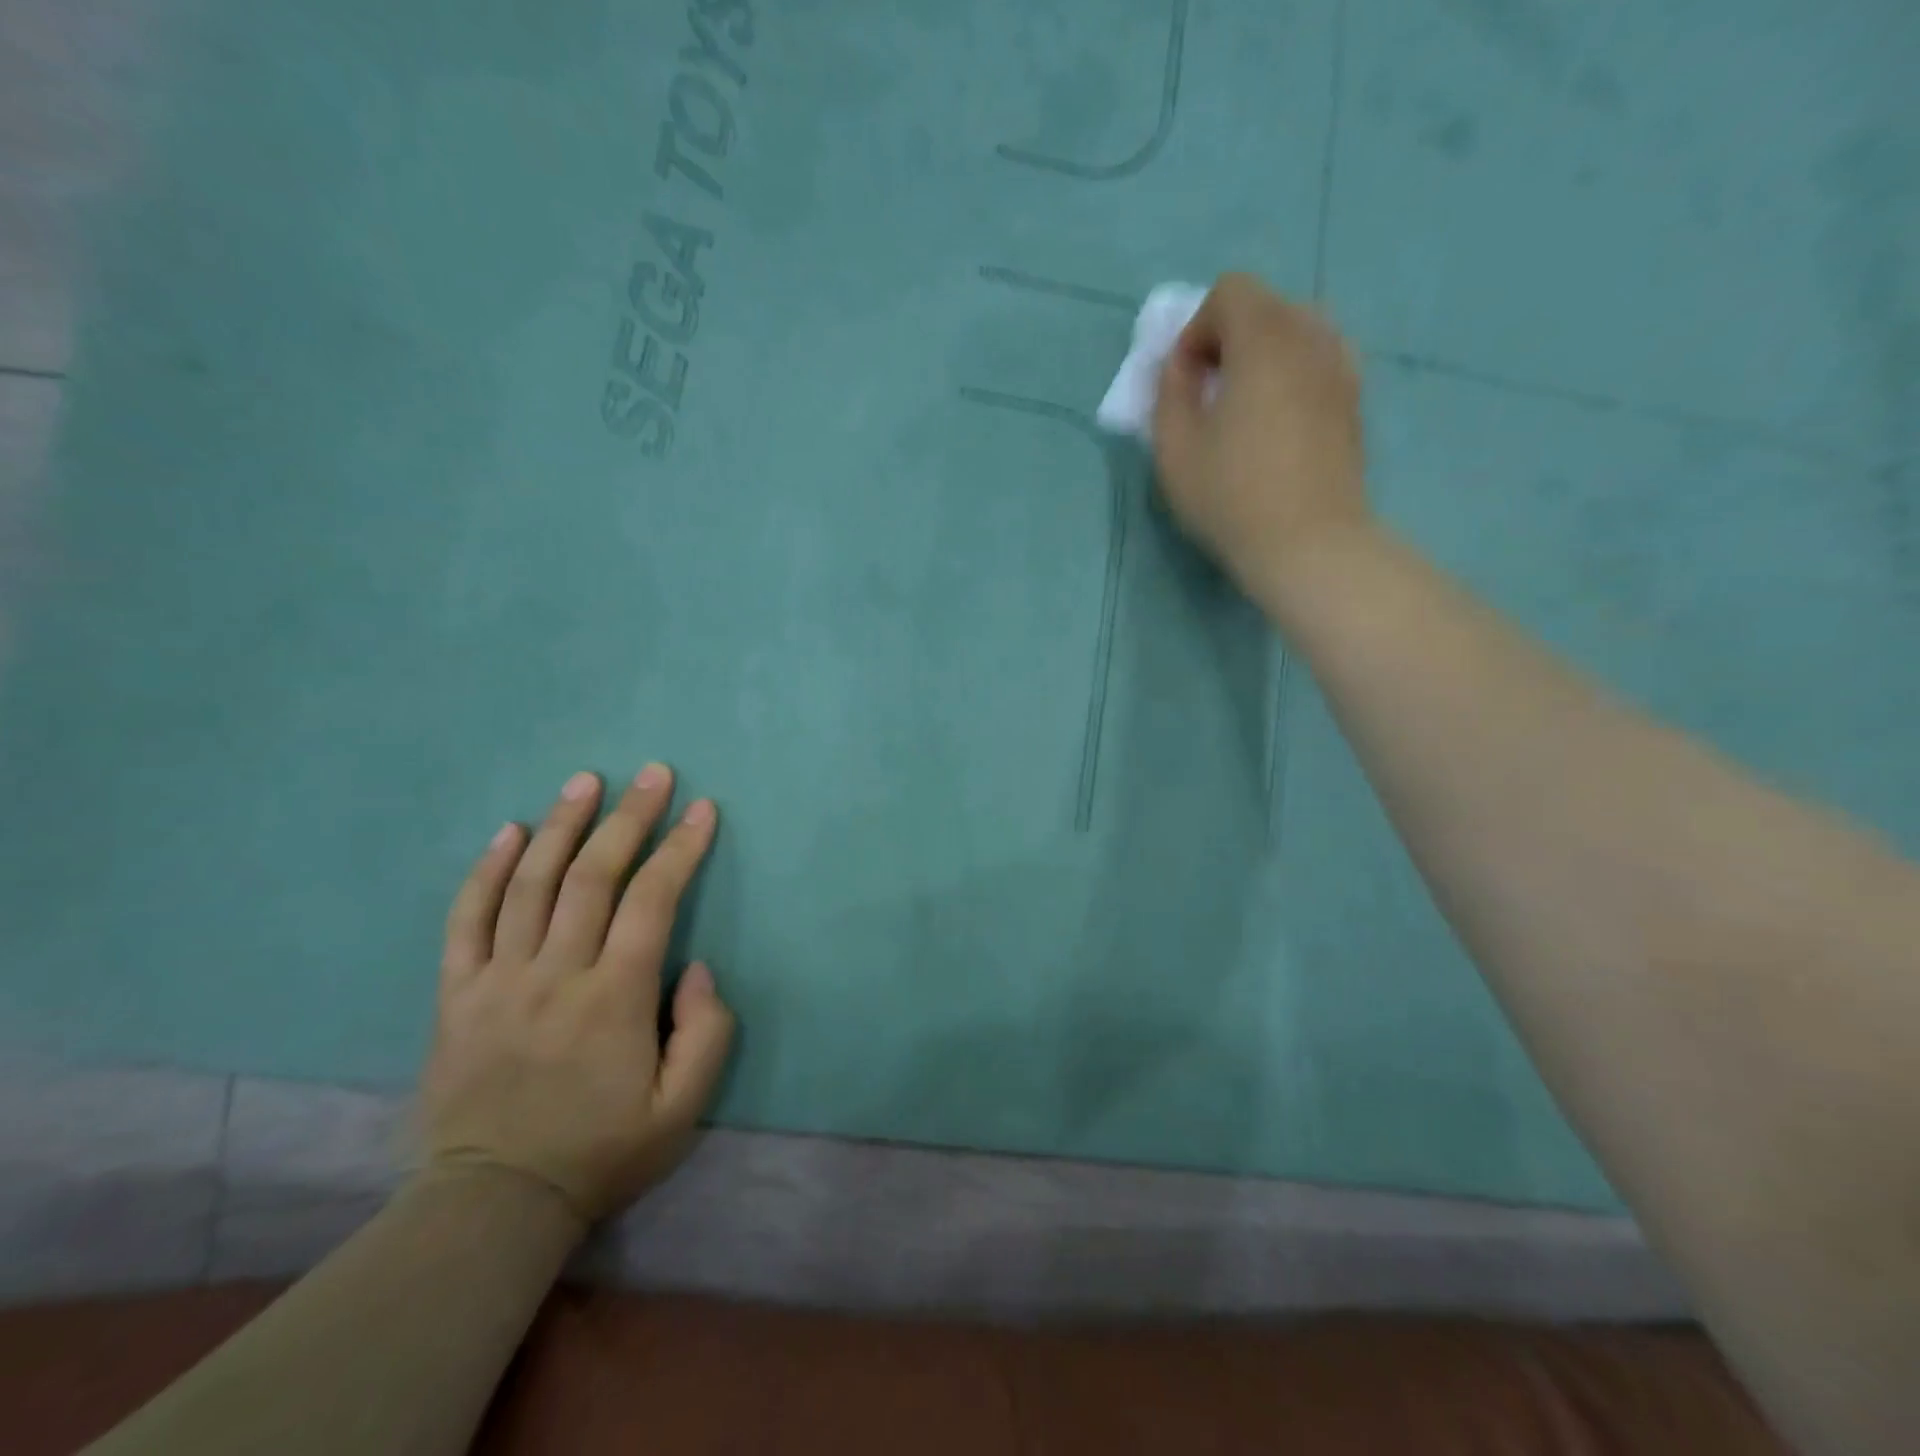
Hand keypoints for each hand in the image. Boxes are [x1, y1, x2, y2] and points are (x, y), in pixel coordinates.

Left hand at [421, 765, 734, 1224]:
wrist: (494, 1204)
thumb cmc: (602, 1151)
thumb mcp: (683, 1108)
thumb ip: (707, 1032)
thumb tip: (695, 967)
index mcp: (615, 997)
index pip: (653, 900)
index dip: (681, 847)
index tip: (702, 809)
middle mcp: (556, 973)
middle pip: (594, 876)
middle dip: (629, 817)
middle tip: (653, 773)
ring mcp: (498, 980)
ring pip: (530, 883)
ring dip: (562, 824)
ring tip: (585, 781)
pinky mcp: (456, 994)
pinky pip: (466, 920)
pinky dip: (486, 870)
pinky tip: (509, 831)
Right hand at [1151, 273, 1371, 615]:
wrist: (1309, 544)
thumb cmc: (1231, 496)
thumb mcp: (1174, 449)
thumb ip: (1169, 393)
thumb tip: (1181, 366)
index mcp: (1264, 340)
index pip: (1230, 292)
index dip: (1196, 329)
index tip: (1185, 381)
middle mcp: (1311, 338)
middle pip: (1267, 306)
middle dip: (1229, 338)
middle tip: (1209, 392)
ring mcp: (1341, 369)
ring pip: (1297, 332)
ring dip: (1263, 356)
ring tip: (1243, 407)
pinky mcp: (1354, 403)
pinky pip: (1319, 362)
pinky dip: (1292, 375)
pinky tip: (1277, 423)